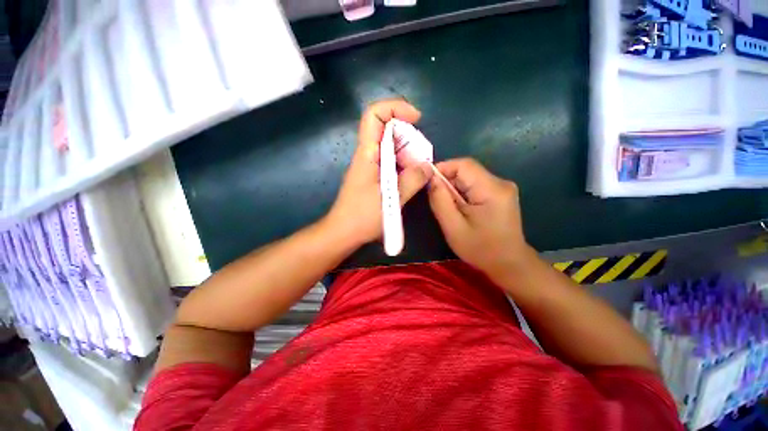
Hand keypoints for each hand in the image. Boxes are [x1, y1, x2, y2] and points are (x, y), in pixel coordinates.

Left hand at [326, 99, 433, 245]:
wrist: (343, 233)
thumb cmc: (362, 217)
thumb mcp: (391, 199)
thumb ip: (411, 181)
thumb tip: (427, 166)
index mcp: (367, 154)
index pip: (374, 115)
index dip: (395, 108)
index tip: (416, 118)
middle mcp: (367, 155)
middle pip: (385, 128)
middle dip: (407, 133)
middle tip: (423, 152)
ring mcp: (370, 166)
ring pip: (390, 146)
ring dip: (407, 150)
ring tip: (420, 166)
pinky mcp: (373, 176)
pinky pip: (390, 161)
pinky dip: (403, 163)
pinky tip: (412, 176)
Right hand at [428, 158, 530, 279]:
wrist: (509, 264)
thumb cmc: (480, 249)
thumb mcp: (453, 227)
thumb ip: (440, 200)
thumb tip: (431, 178)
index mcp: (492, 190)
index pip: (463, 165)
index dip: (442, 168)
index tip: (426, 181)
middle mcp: (500, 182)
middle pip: (467, 170)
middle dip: (447, 180)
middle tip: (434, 197)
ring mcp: (502, 187)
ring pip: (469, 177)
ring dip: (453, 187)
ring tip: (446, 206)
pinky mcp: (500, 194)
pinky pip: (475, 185)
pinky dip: (462, 192)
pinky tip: (458, 207)